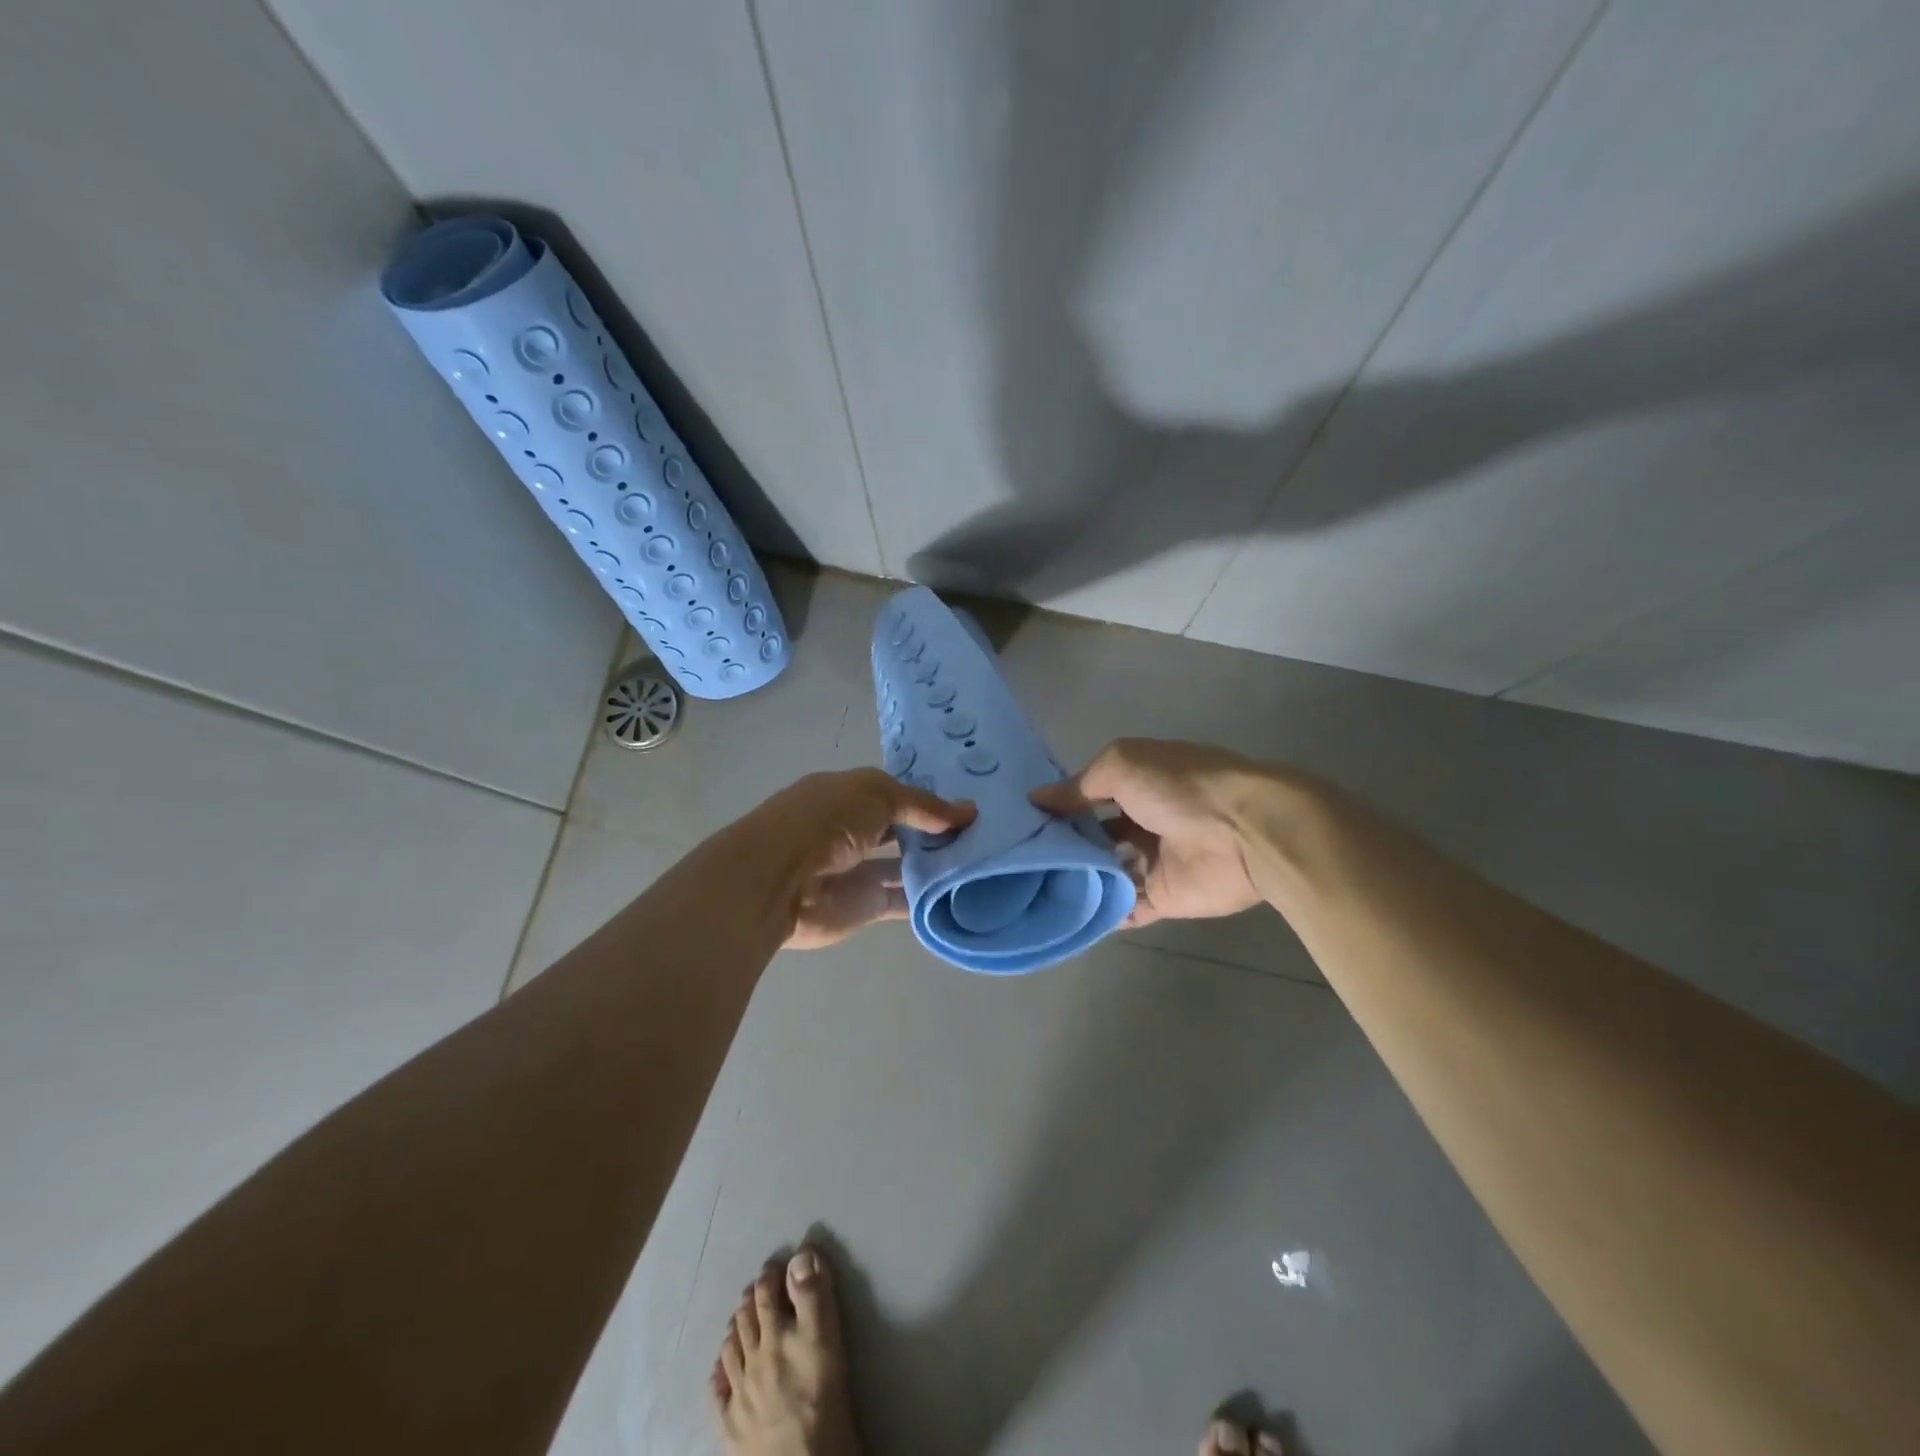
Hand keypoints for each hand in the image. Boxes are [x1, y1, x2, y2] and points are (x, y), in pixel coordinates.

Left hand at [745, 769, 975, 948]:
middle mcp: (853, 829)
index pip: (896, 793)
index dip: (928, 798)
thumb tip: (969, 811)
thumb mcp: (879, 795)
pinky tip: (961, 893)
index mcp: (848, 794)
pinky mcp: (864, 904)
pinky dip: (927, 898)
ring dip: (935, 864)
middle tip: (984, 834)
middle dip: (936, 831)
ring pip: (905, 865)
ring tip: (981, 861)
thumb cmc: (826, 820)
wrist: (778, 880)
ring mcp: (858, 869)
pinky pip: (902, 899)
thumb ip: (923, 805)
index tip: (968, 805)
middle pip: (902, 829)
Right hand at [1031, 738, 1267, 927]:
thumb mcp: (1121, 767)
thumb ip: (1079, 786)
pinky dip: (1098, 912)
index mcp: (1138, 783)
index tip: (1019, 821)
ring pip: (1105, 872)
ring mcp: (1153, 861)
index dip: (1058, 806)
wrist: (1244, 834)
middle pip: (1094, 836)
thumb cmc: (1180, 788)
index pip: (1088, 795)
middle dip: (1061, 846)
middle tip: (1016, 860)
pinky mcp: (1162, 897)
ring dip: (1075, 879)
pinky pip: (1124, 907)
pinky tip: (1061, 914)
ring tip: (1028, 889)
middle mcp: (1143, 821)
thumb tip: (1037, 798)